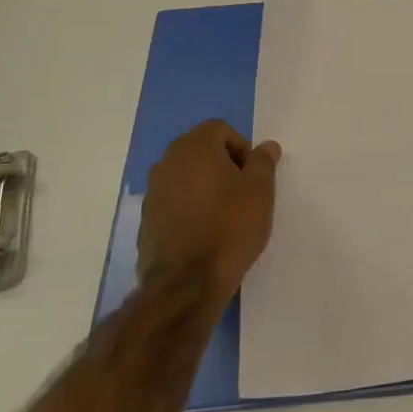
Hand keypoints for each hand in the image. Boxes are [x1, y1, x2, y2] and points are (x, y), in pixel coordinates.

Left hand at [139, 120, 280, 305]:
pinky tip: (206, 231)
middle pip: (200, 150)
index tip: (253, 175)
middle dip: (224, 164)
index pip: (220, 129)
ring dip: (206, 185)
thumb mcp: (261, 189)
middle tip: (243, 191)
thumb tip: (266, 147)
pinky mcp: (146, 220)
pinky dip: (190, 207)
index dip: (242, 147)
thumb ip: (263, 162)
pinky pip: (174, 201)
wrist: (187, 282)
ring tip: (226, 213)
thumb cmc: (231, 225)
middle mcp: (167, 163)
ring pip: (186, 176)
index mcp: (194, 148)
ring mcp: (152, 193)